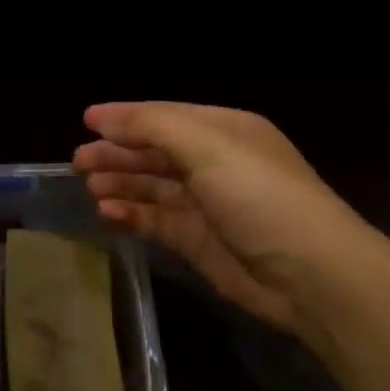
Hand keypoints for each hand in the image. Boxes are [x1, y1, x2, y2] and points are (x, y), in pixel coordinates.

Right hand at [73, 102, 375, 335]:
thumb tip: (101, 118)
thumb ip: (151, 126)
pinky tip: (108, 213)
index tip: (85, 121)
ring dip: (120, 183)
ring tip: (90, 187)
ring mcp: (205, 203)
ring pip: (150, 186)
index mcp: (223, 131)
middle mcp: (214, 162)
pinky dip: (131, 214)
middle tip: (78, 162)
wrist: (311, 274)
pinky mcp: (197, 240)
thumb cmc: (259, 195)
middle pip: (153, 151)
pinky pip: (155, 220)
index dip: (125, 117)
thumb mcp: (207, 146)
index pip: (164, 116)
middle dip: (116, 153)